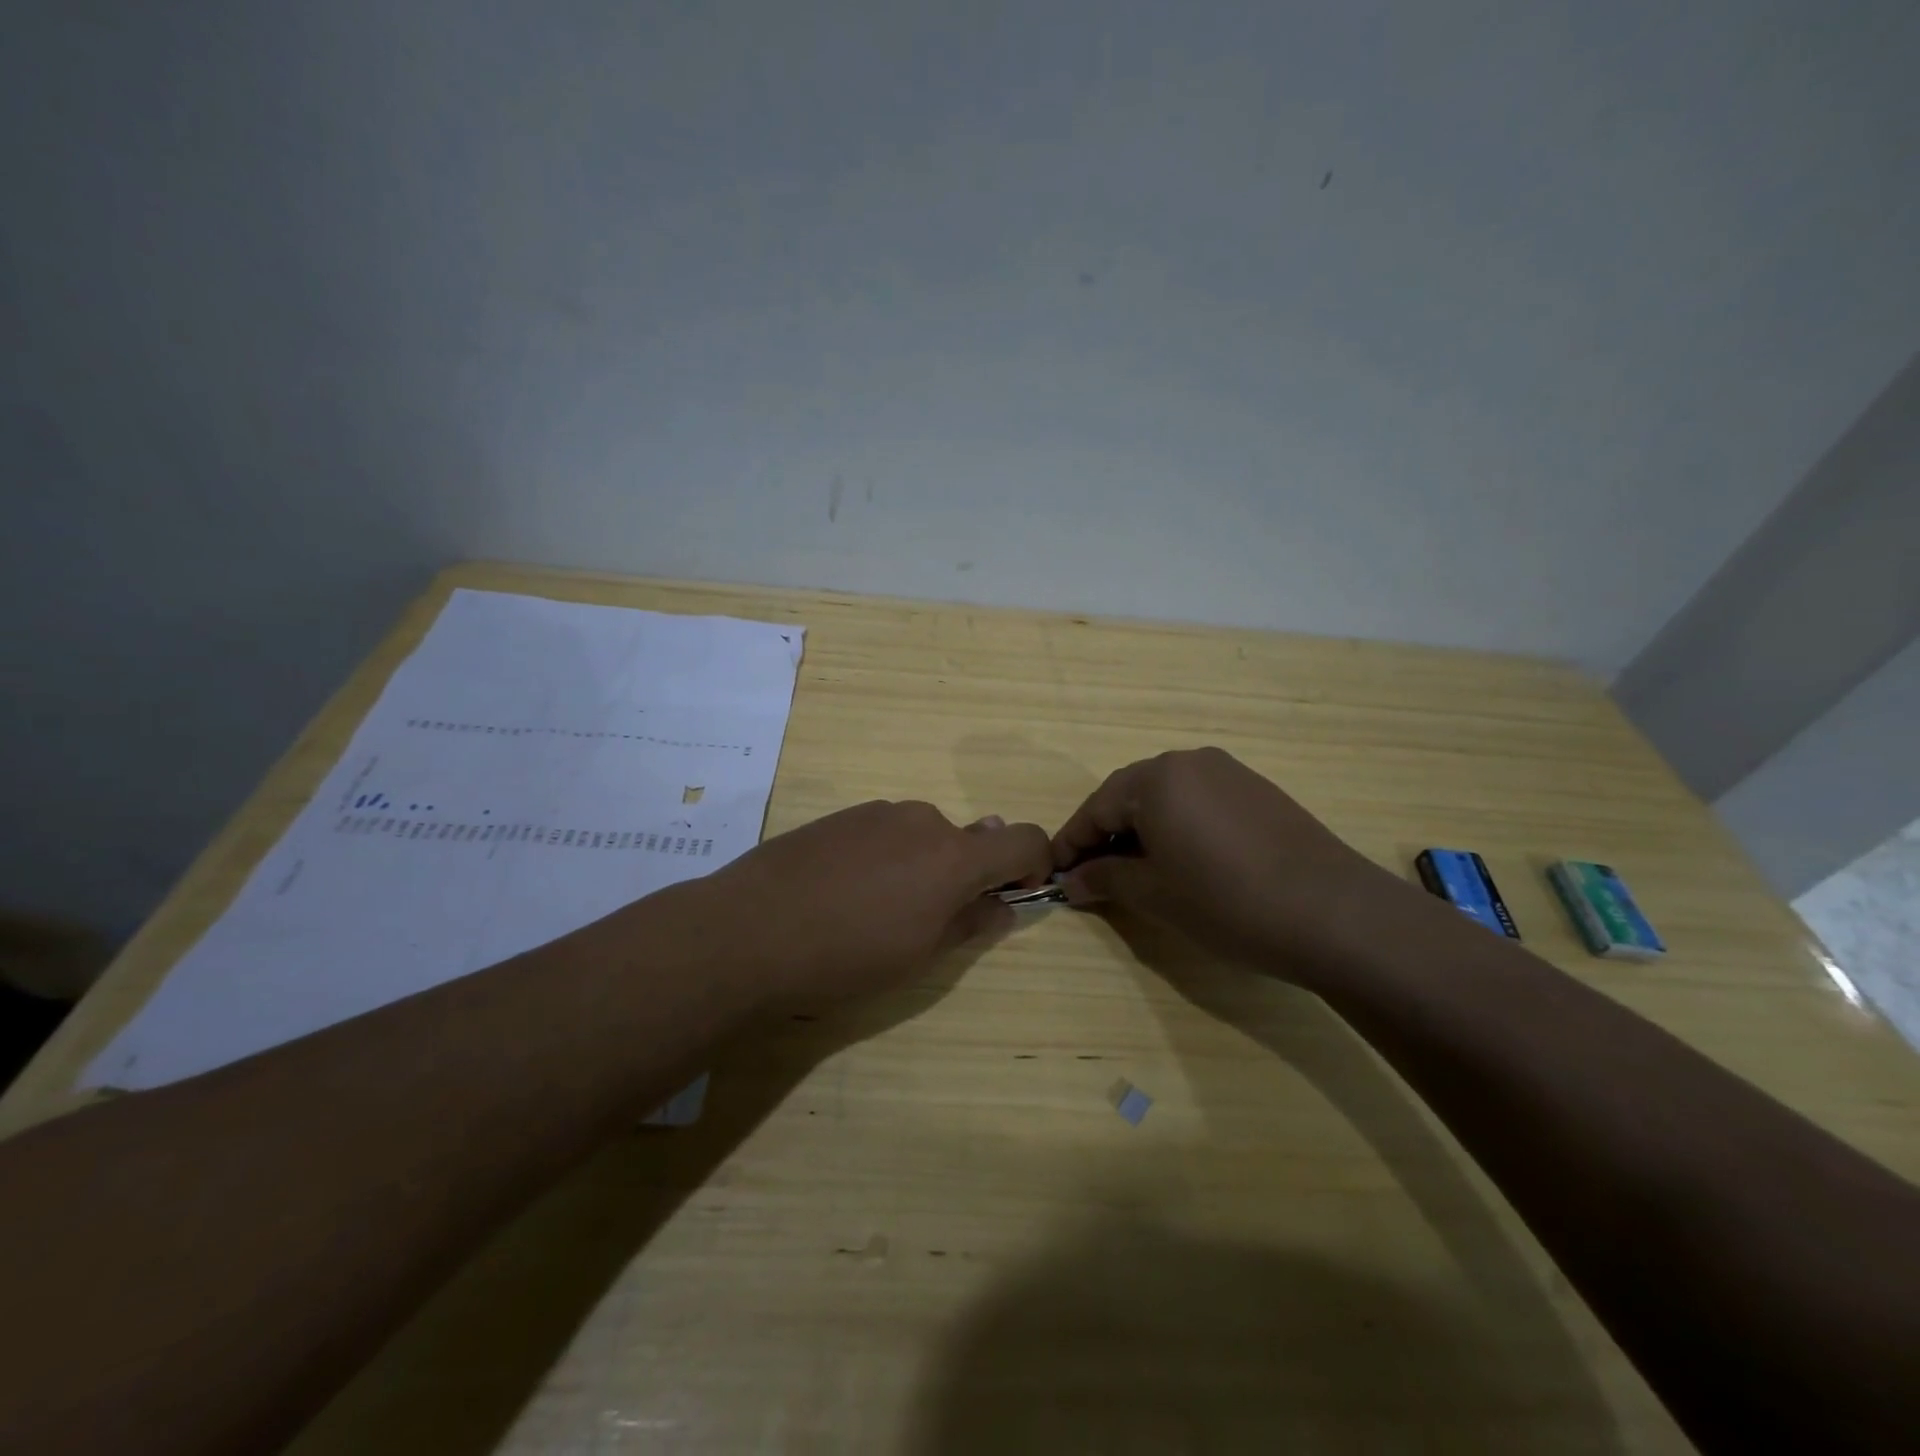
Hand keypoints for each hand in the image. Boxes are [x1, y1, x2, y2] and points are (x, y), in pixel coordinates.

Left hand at [703, 800, 1052, 1008]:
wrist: (748, 931)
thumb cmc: (846, 956)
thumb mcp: (920, 955)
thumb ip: (971, 923)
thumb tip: (1003, 905)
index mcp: (954, 856)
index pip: (1024, 839)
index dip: (1033, 865)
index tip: (1015, 894)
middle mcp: (923, 820)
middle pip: (968, 839)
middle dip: (964, 875)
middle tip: (927, 921)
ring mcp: (877, 812)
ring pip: (922, 836)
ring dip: (921, 866)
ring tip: (873, 911)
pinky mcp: (840, 815)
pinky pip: (883, 832)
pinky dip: (884, 857)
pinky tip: (842, 893)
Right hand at [1052, 748, 1416, 979]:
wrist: (1334, 914)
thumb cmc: (1226, 901)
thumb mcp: (1154, 894)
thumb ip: (1105, 879)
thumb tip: (1072, 880)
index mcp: (1156, 777)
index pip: (1096, 808)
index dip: (1072, 842)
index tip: (1055, 873)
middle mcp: (1190, 761)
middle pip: (1130, 796)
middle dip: (1107, 835)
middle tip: (1094, 876)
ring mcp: (1230, 772)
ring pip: (1167, 798)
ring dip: (1143, 831)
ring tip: (1139, 872)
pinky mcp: (1259, 791)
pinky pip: (1200, 803)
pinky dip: (1180, 828)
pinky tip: (1186, 862)